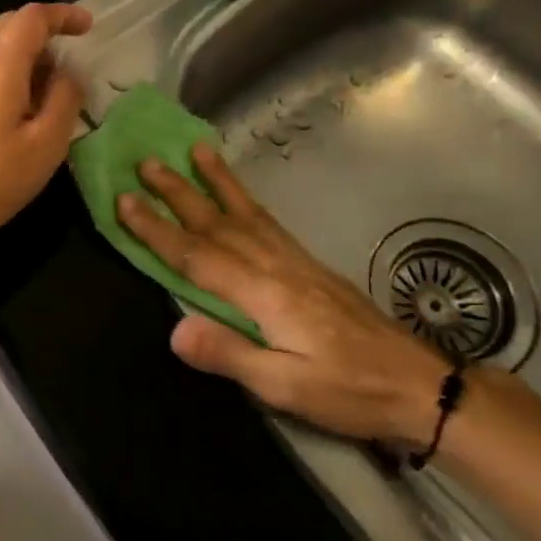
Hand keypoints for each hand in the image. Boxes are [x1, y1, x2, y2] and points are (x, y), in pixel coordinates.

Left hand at [0, 3, 92, 241]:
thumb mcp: (47, 142)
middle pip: (9, 23)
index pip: (32, 17)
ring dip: (25, 49)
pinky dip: (8, 65)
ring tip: (50, 81)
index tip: (87, 27)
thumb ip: (65, 97)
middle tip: (71, 54)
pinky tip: (23, 97)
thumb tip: (68, 72)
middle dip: (43, 29)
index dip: (63, 15)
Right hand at [117, 143, 452, 446]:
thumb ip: (230, 355)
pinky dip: (245, 199)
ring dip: (213, 181)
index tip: (123, 201)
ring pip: (244, 212)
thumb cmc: (348, 390)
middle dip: (177, 192)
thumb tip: (175, 329)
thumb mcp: (286, 388)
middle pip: (216, 222)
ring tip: (192, 150)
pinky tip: (237, 194)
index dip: (156, 229)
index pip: (197, 256)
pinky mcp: (308, 264)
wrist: (417, 383)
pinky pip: (268, 220)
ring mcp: (294, 260)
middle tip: (145, 162)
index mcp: (264, 294)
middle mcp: (275, 266)